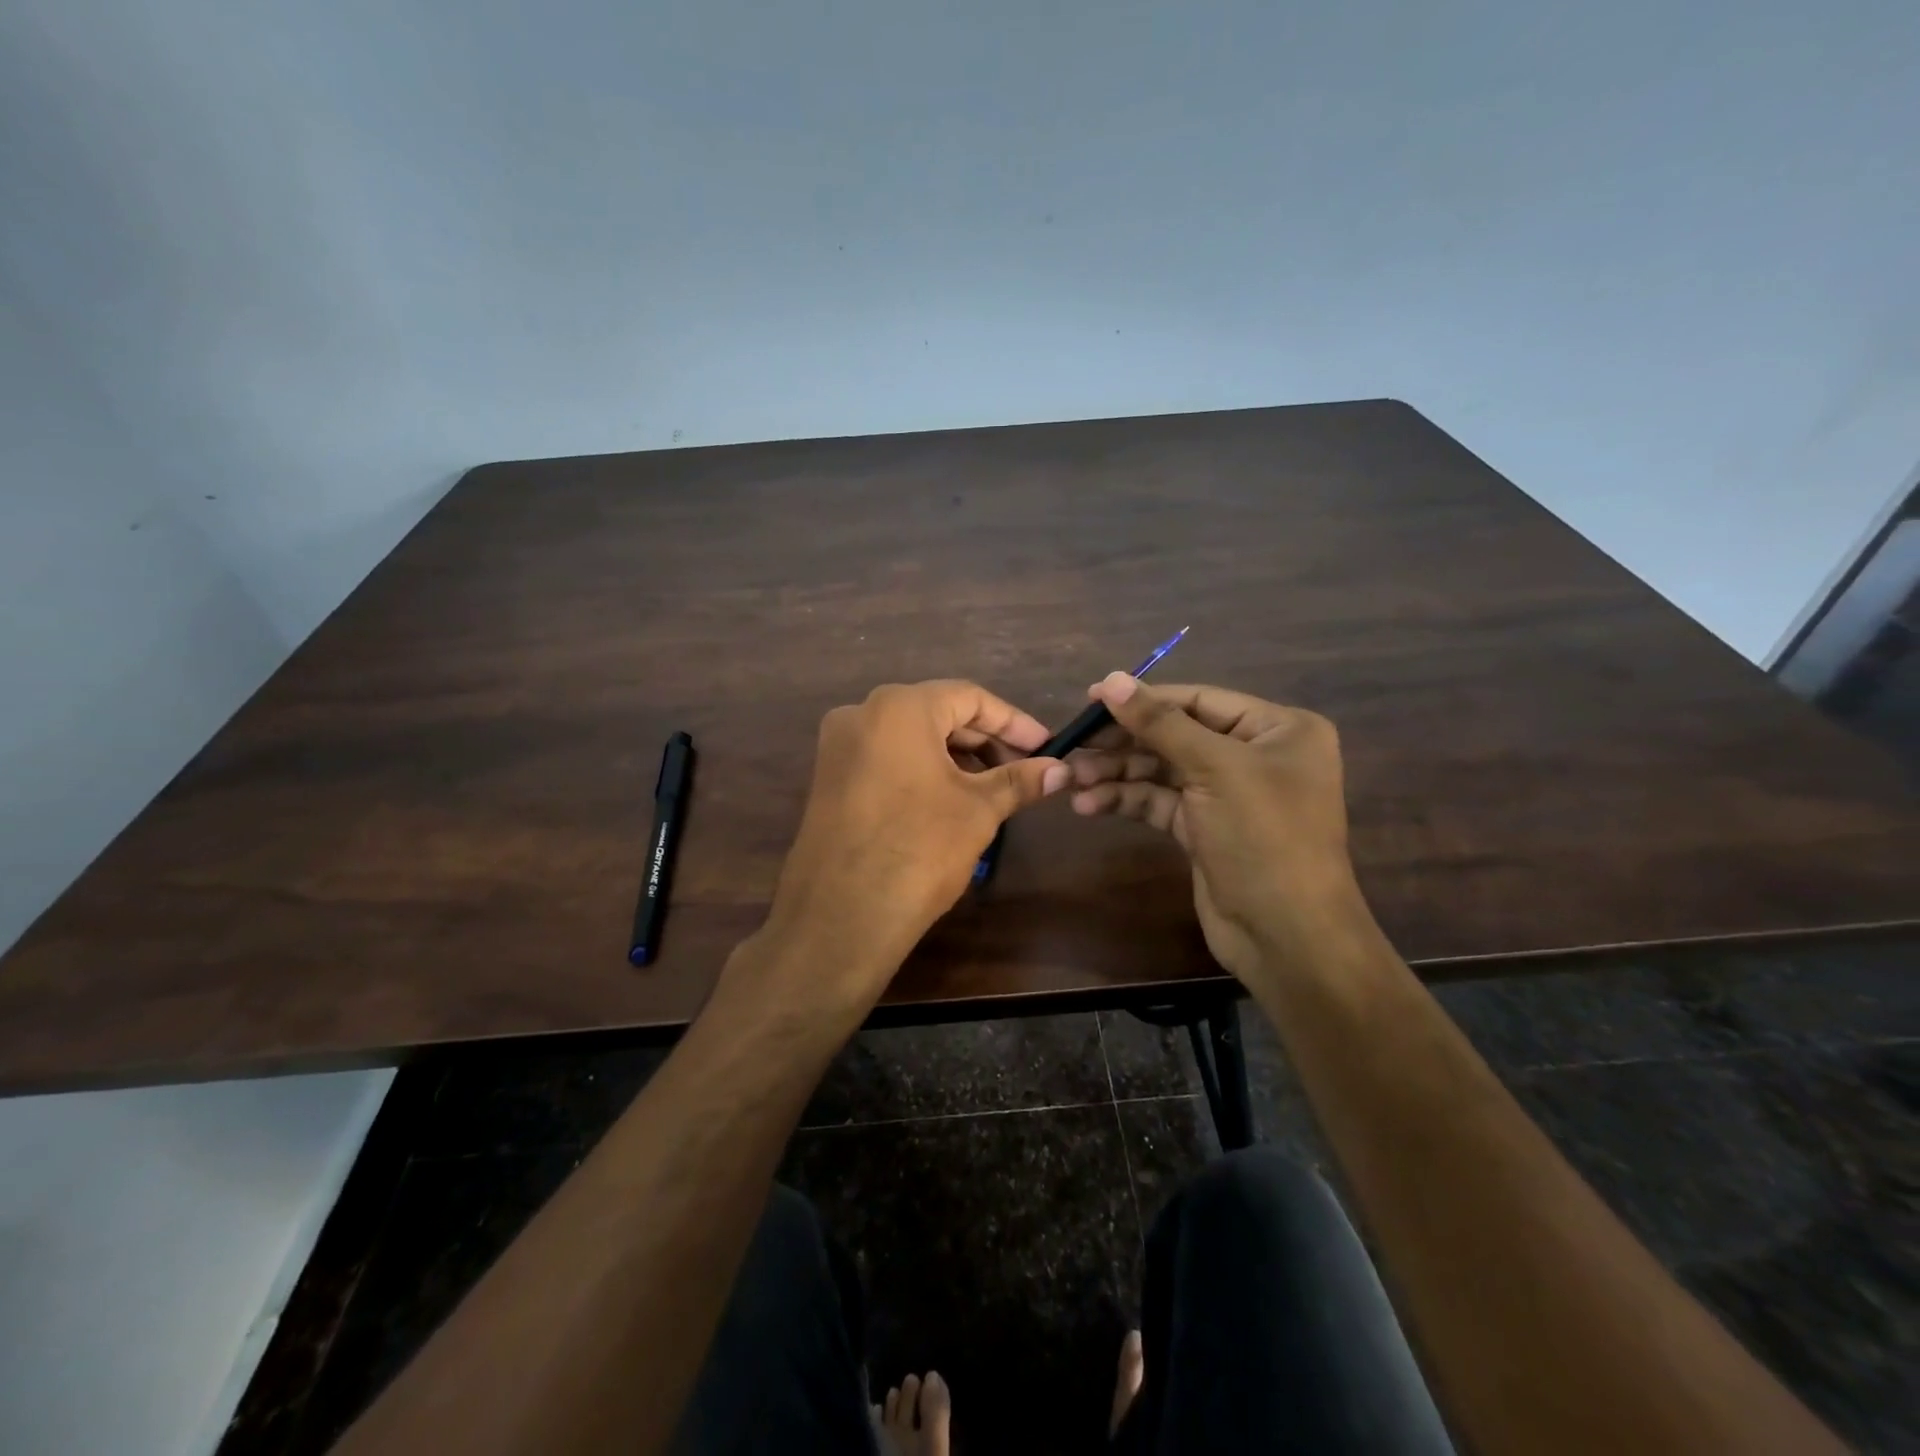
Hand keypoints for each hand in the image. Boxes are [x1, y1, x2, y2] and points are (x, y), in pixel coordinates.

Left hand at [756, 680, 1069, 1007]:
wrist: (842, 916)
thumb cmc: (919, 849)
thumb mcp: (978, 811)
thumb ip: (1020, 781)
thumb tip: (1061, 770)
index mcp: (899, 707)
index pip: (969, 697)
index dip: (1014, 723)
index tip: (1046, 747)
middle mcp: (861, 714)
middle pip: (938, 713)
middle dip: (985, 741)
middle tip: (1024, 770)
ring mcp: (838, 747)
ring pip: (911, 738)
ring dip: (956, 757)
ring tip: (993, 789)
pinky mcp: (828, 779)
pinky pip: (886, 759)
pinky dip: (923, 770)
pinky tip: (950, 800)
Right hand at [1068, 674, 1369, 985]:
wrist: (1286, 935)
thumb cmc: (1264, 837)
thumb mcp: (1214, 769)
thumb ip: (1159, 723)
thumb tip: (1111, 680)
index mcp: (1276, 729)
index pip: (1198, 700)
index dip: (1144, 699)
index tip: (1090, 698)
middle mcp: (1254, 755)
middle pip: (1175, 735)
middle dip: (1123, 742)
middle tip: (1073, 744)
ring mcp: (1227, 794)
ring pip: (1161, 770)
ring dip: (1117, 773)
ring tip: (1071, 779)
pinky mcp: (1204, 828)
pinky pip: (1159, 802)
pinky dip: (1125, 800)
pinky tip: (1088, 805)